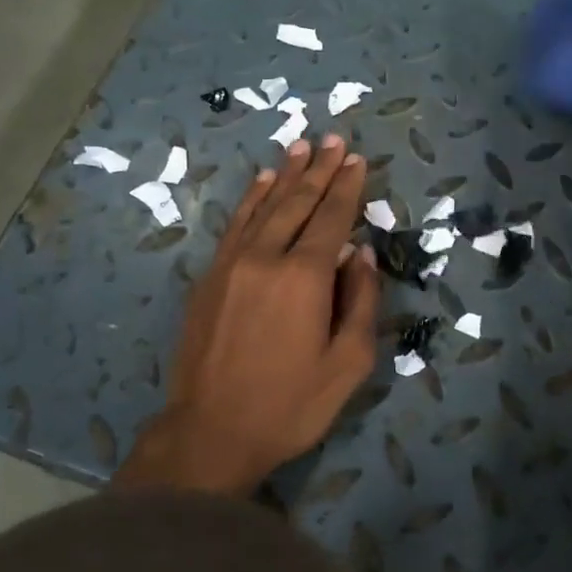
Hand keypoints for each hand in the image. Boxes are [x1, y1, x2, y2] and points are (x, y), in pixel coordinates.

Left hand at [119, 134, 380, 496]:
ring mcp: (231, 265)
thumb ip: (361, 303)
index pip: (331, 219)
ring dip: (284, 175)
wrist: (210, 431)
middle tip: (332, 140)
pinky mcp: (209, 278)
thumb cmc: (290, 405)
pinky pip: (235, 226)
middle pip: (296, 203)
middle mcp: (266, 258)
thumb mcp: (347, 365)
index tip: (356, 160)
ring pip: (263, 207)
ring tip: (300, 147)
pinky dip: (251, 200)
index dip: (346, 188)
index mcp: (304, 278)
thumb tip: (361, 255)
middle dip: (318, 170)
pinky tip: (261, 183)